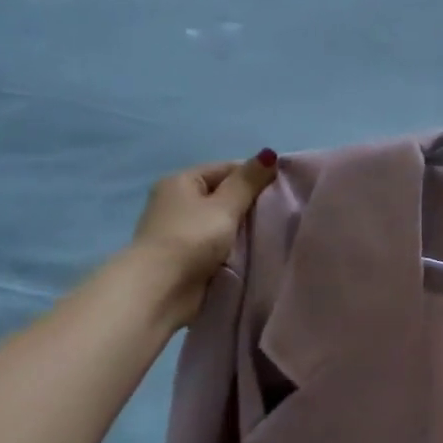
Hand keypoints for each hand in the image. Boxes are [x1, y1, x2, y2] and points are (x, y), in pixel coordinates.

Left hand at [129, 151, 277, 321]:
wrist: (160, 289)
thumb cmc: (191, 238)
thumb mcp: (224, 205)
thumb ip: (248, 181)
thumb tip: (269, 153)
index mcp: (180, 181)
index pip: (225, 169)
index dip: (254, 176)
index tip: (282, 190)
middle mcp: (177, 202)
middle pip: (223, 195)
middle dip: (250, 204)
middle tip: (281, 213)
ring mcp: (180, 230)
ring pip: (222, 222)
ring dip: (243, 228)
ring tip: (271, 233)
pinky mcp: (186, 256)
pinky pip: (217, 244)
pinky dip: (233, 247)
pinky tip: (253, 251)